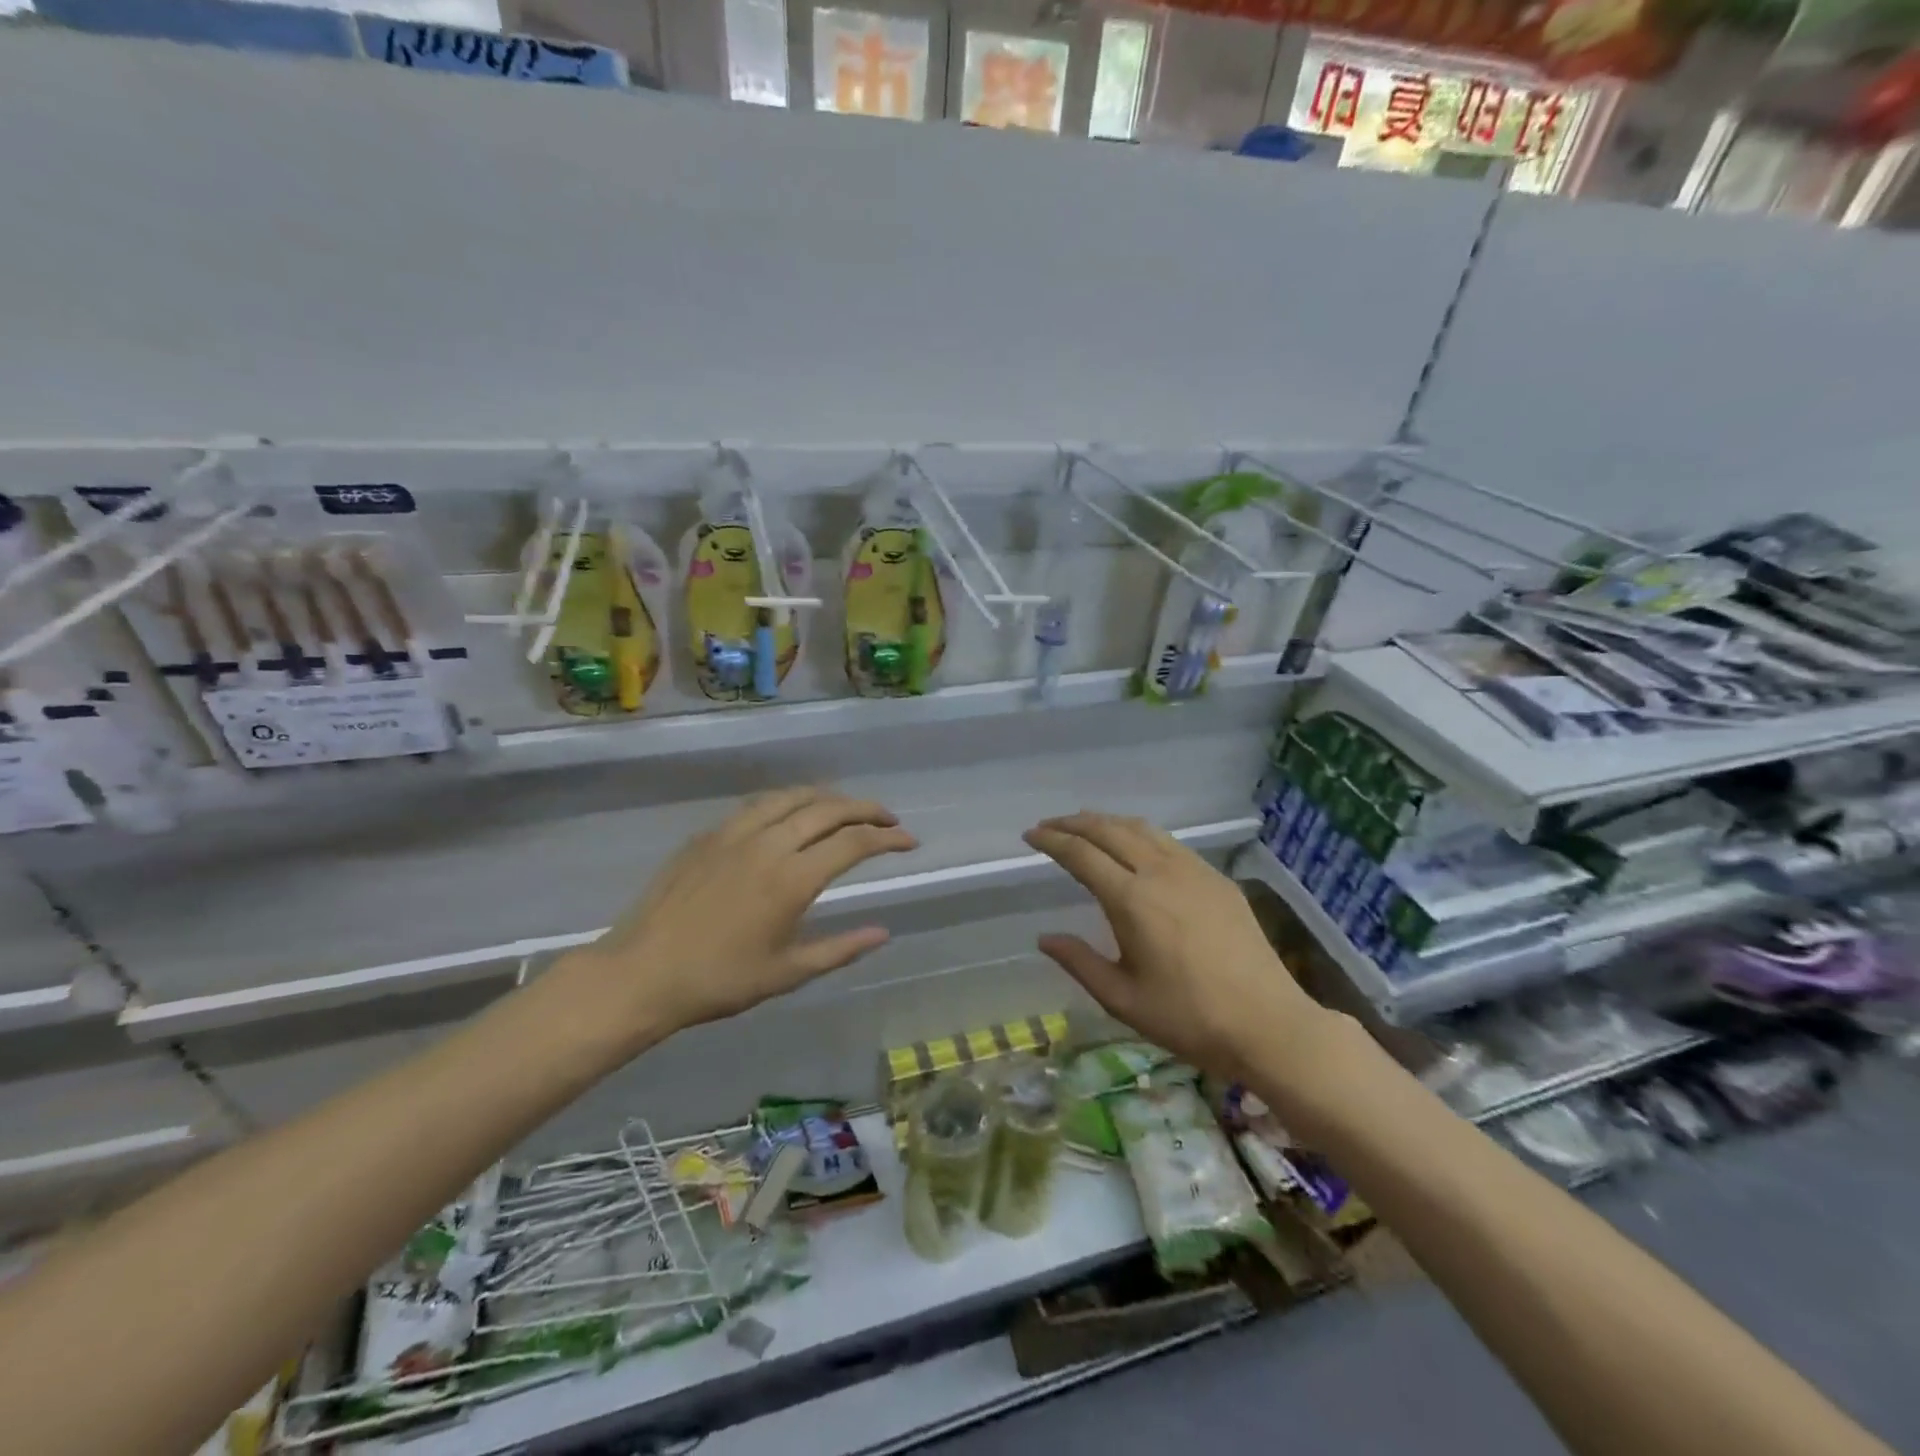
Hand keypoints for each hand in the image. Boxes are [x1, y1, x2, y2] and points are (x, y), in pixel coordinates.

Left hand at [562, 788, 916, 1040]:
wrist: (641, 973)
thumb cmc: (718, 981)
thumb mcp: (787, 973)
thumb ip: (840, 949)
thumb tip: (883, 933)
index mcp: (791, 879)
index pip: (853, 842)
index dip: (887, 838)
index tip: (909, 841)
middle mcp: (768, 844)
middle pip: (828, 808)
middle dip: (866, 808)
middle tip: (888, 819)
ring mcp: (734, 833)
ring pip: (792, 796)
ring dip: (828, 797)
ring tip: (846, 808)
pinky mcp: (708, 835)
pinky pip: (759, 805)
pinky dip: (789, 801)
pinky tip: (792, 814)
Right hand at [1024, 812, 1329, 1081]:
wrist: (1269, 1024)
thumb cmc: (1189, 1018)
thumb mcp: (1123, 999)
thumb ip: (1080, 963)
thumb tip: (1044, 938)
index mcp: (1132, 900)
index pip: (1081, 854)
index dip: (1052, 840)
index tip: (1031, 835)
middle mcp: (1160, 872)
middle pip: (1109, 830)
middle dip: (1074, 823)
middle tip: (1049, 826)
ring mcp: (1194, 871)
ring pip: (1142, 829)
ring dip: (1108, 822)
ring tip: (1086, 827)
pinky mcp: (1217, 879)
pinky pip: (1169, 842)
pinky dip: (1140, 833)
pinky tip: (1136, 847)